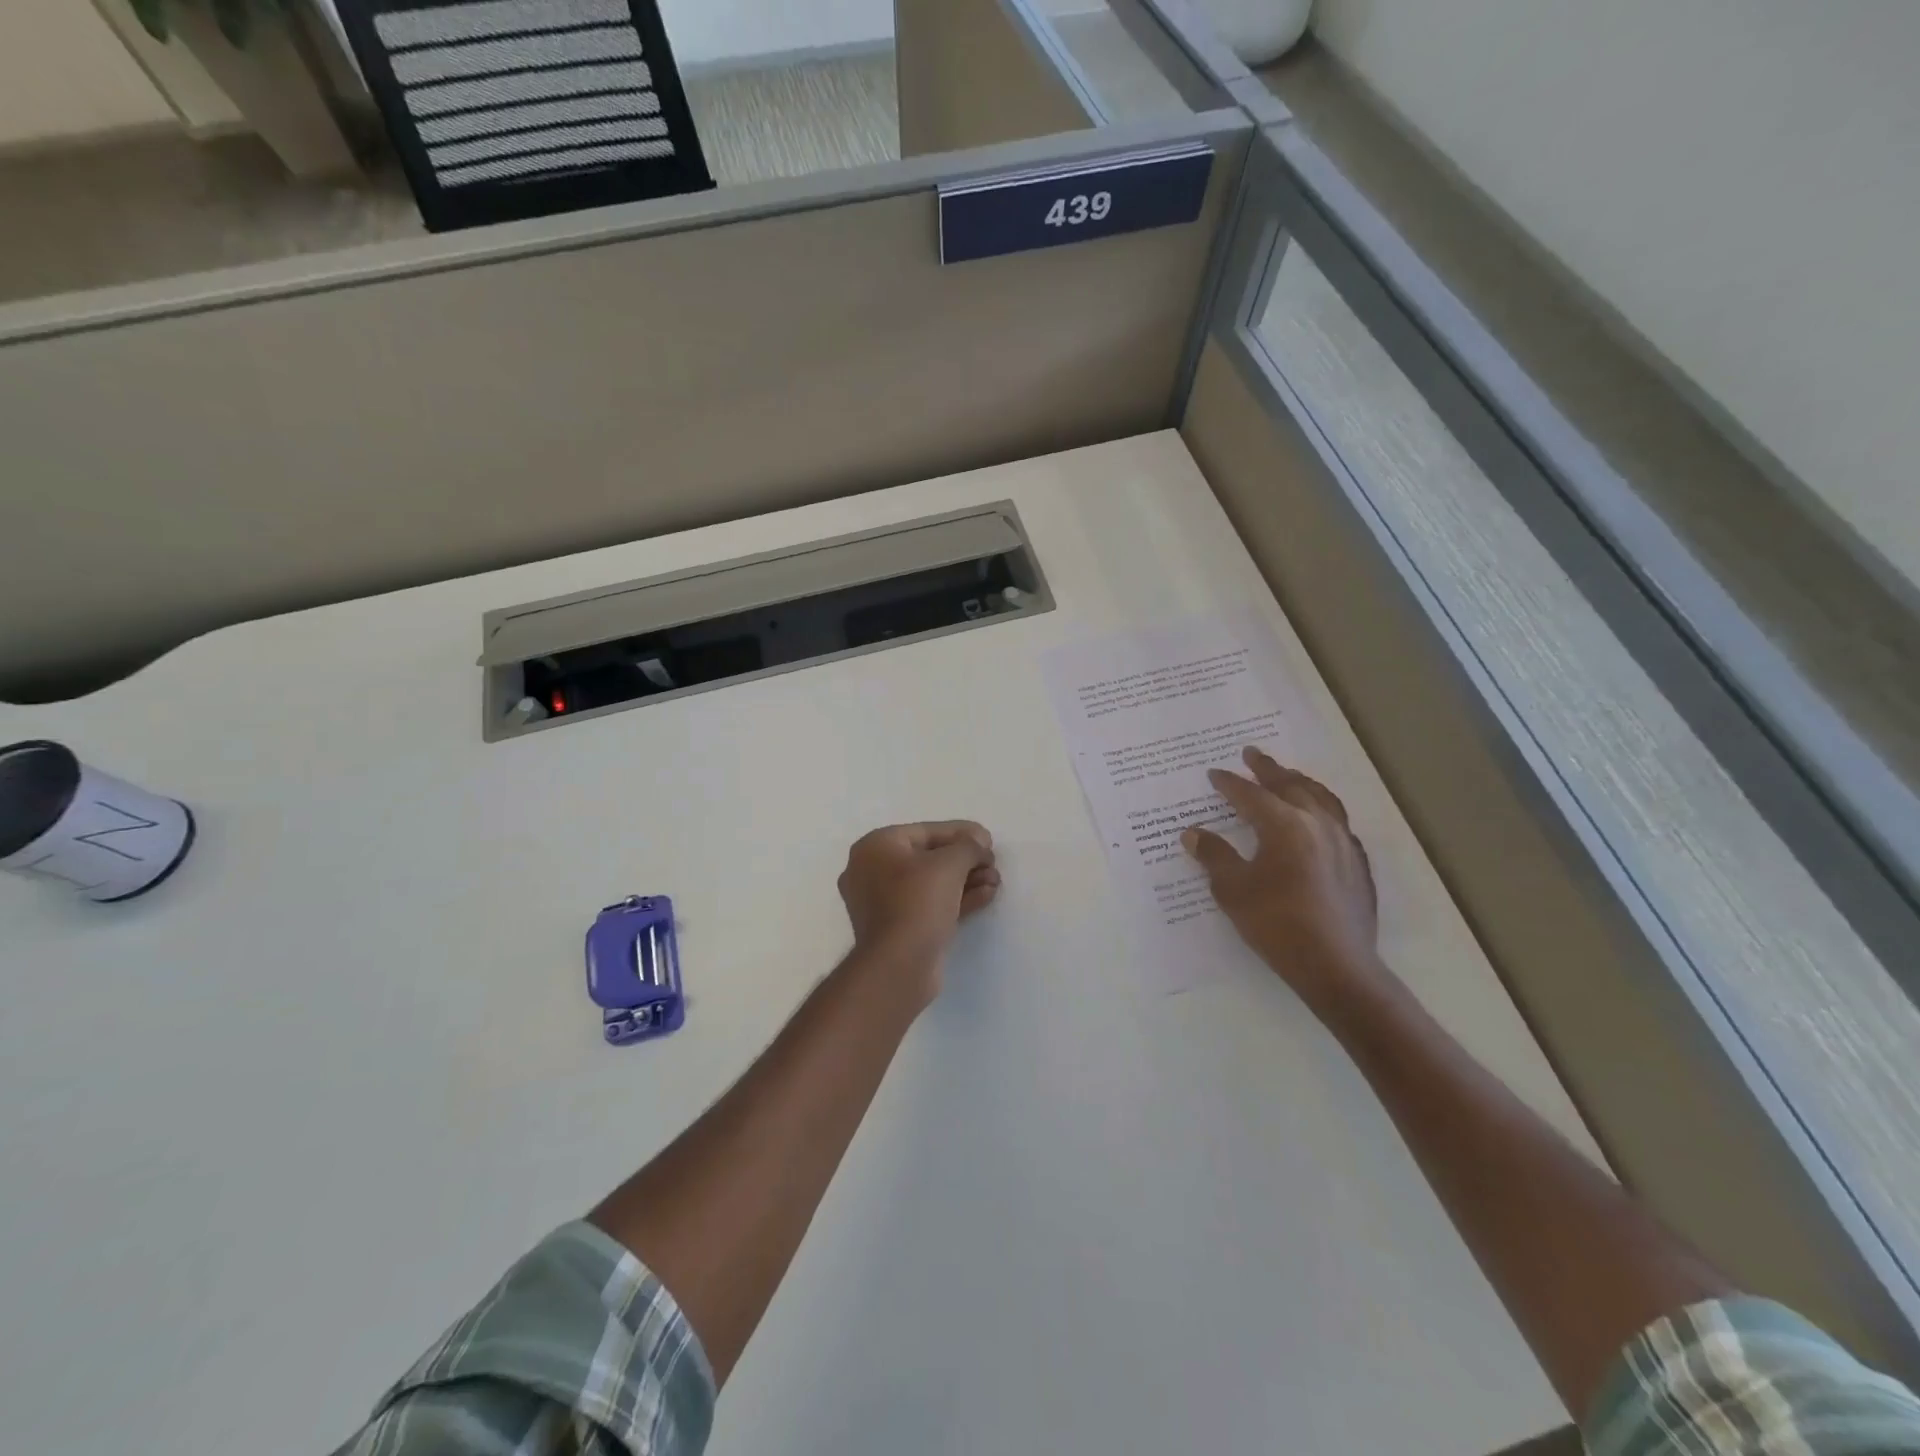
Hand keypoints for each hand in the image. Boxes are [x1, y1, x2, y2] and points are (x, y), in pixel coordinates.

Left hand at [838, 822, 999, 1000]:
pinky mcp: (896, 928)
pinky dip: (956, 899)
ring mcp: (882, 902)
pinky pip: (929, 904)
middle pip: (928, 857)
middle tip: (993, 863)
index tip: (988, 839)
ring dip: (966, 880)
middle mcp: (872, 870)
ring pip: (931, 883)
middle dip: (965, 860)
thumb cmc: (918, 902)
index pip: (925, 831)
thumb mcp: (950, 864)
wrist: (899, 965)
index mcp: (875, 847)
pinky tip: (986, 896)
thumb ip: (969, 846)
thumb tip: (979, 843)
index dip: (961, 832)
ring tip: (996, 881)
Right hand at [1183, 748, 1388, 1014]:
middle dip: (1268, 769)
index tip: (1214, 774)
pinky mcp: (1357, 863)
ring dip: (1300, 782)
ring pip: (1321, 798)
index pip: (1250, 795)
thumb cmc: (1277, 924)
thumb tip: (1193, 833)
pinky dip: (1321, 808)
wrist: (1336, 965)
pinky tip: (1317, 818)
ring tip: (1287, 775)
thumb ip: (1214, 856)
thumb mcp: (1233, 890)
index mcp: (1284, 826)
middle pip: (1290, 785)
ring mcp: (1343, 842)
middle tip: (1252, 754)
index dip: (1230, 784)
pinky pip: (1338, 820)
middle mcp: (1317, 824)